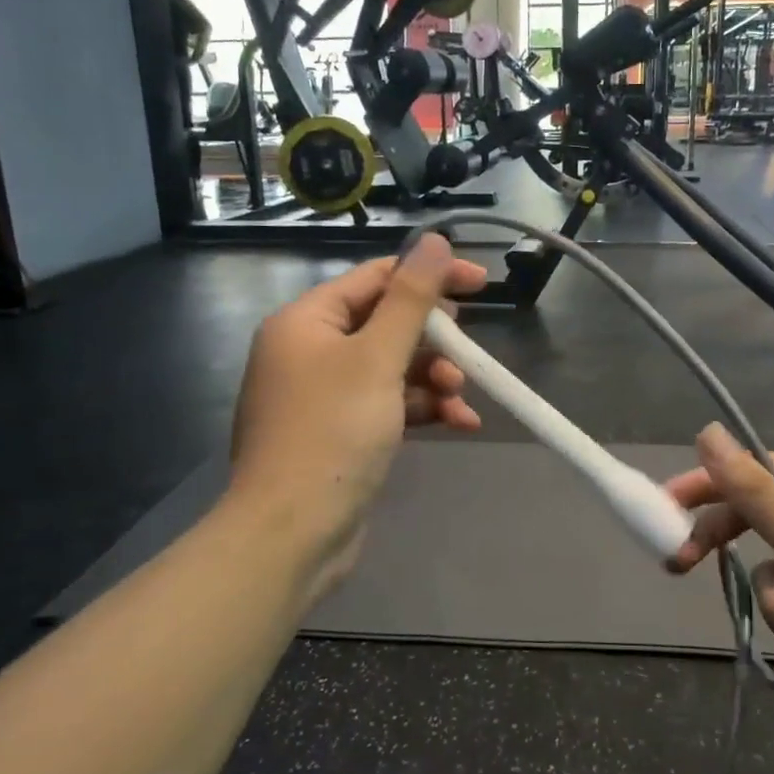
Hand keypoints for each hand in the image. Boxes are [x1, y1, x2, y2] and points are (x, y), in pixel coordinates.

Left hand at [229, 236, 487, 594]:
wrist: (292, 533)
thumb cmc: (332, 433)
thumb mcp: (378, 358)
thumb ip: (410, 298)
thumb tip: (434, 240)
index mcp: (306, 321)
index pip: (376, 278)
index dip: (430, 276)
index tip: (481, 284)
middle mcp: (310, 351)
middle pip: (386, 324)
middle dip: (433, 340)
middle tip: (465, 355)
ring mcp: (323, 395)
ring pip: (392, 367)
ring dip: (433, 379)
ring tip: (460, 398)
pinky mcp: (340, 432)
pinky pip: (388, 404)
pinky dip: (422, 409)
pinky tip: (459, 422)